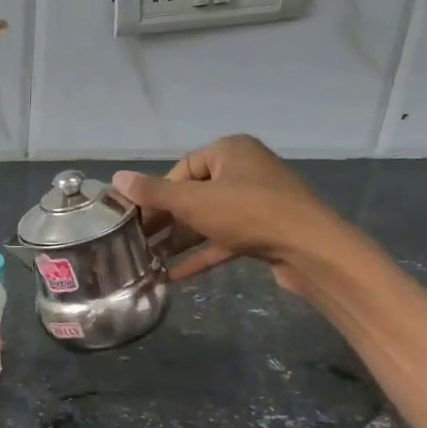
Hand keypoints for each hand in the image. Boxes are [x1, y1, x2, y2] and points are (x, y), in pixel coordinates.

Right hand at [110, 135, 348, 291]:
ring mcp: (256, 202)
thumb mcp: (194, 201)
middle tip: (137, 242)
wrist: (309, 248)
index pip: (182, 168)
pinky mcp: (263, 231)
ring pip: (208, 220)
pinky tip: (174, 275)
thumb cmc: (249, 213)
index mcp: (230, 151)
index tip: (136, 218)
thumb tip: (117, 178)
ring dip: (180, 240)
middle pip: (194, 194)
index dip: (156, 193)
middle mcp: (244, 171)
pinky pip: (224, 240)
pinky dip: (201, 254)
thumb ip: (154, 192)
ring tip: (149, 260)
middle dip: (165, 220)